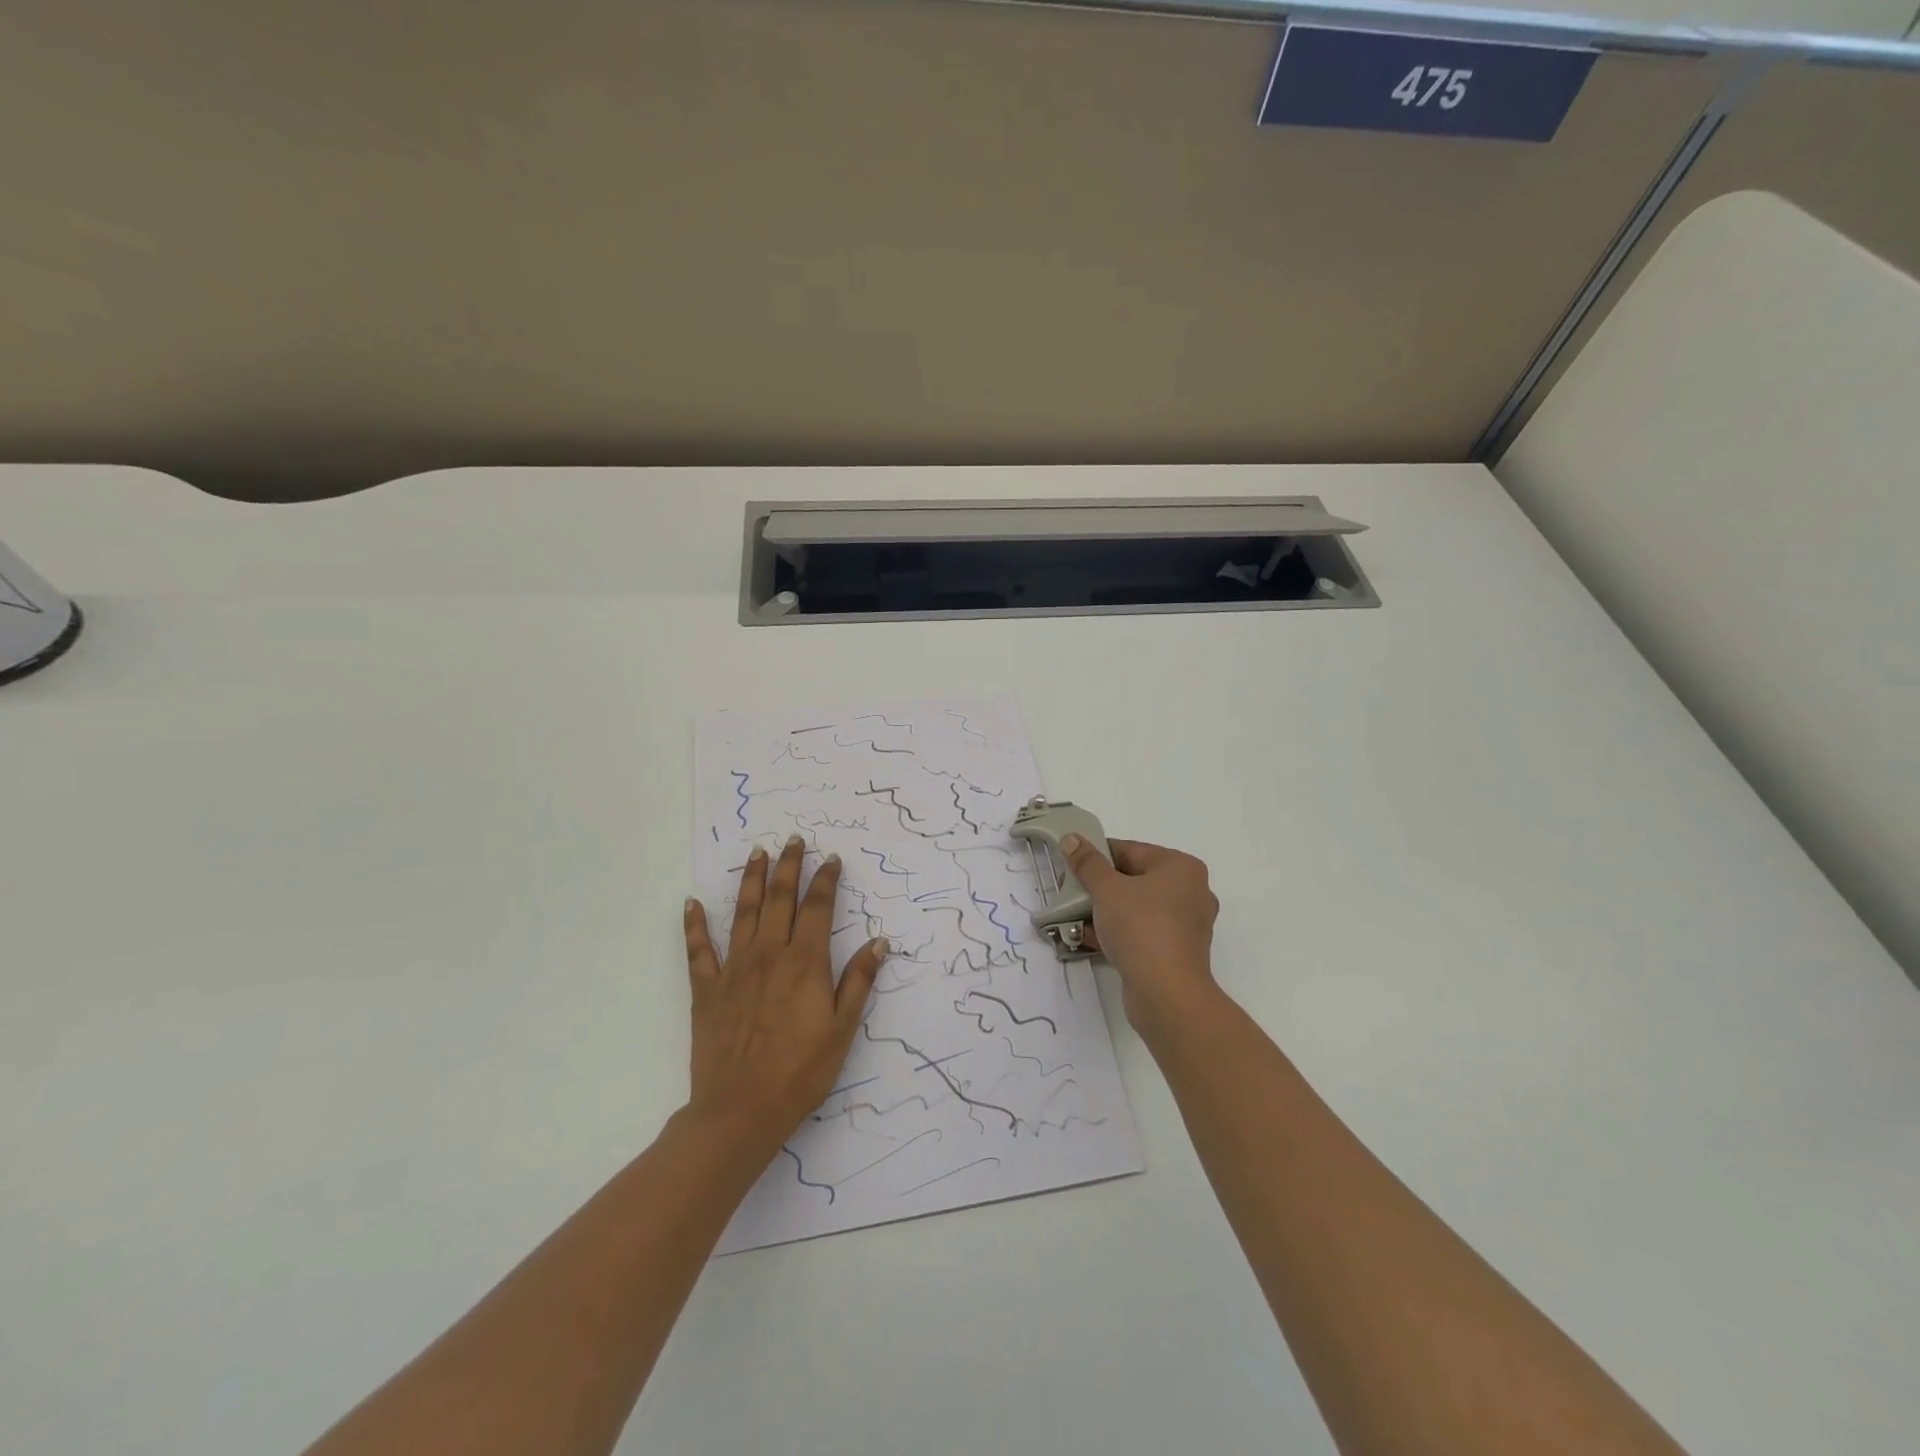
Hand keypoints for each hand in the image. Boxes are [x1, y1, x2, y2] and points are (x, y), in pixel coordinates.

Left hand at [682, 836, 888, 1158]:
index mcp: (805, 962)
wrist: (741, 1110)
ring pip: (743, 912)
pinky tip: (691, 903)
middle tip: (793, 841)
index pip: (819, 908)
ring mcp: (734, 969)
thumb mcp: (842, 1029)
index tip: (832, 859)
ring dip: (750, 880)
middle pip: (780, 898)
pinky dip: (694, 924)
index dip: (826, 880)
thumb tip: (879, 941)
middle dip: (788, 866)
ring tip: (756, 854)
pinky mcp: (707, 989)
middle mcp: (770, 954)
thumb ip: (859, 981)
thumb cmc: (801, 1072)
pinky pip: (698, 949)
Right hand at [1060, 835, 1220, 1031]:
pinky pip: (1143, 932)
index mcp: (1181, 867)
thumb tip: (1071, 838)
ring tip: (1074, 916)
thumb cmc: (1140, 928)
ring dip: (1106, 912)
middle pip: (1135, 879)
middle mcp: (1191, 892)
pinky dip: (1119, 932)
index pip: (1131, 850)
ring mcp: (1186, 925)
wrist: (1166, 994)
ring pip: (1137, 908)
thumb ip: (1087, 863)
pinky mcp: (1177, 952)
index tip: (1071, 865)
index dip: (1097, 855)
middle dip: (1100, 887)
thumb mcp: (1106, 889)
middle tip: (1071, 892)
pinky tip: (1088, 938)